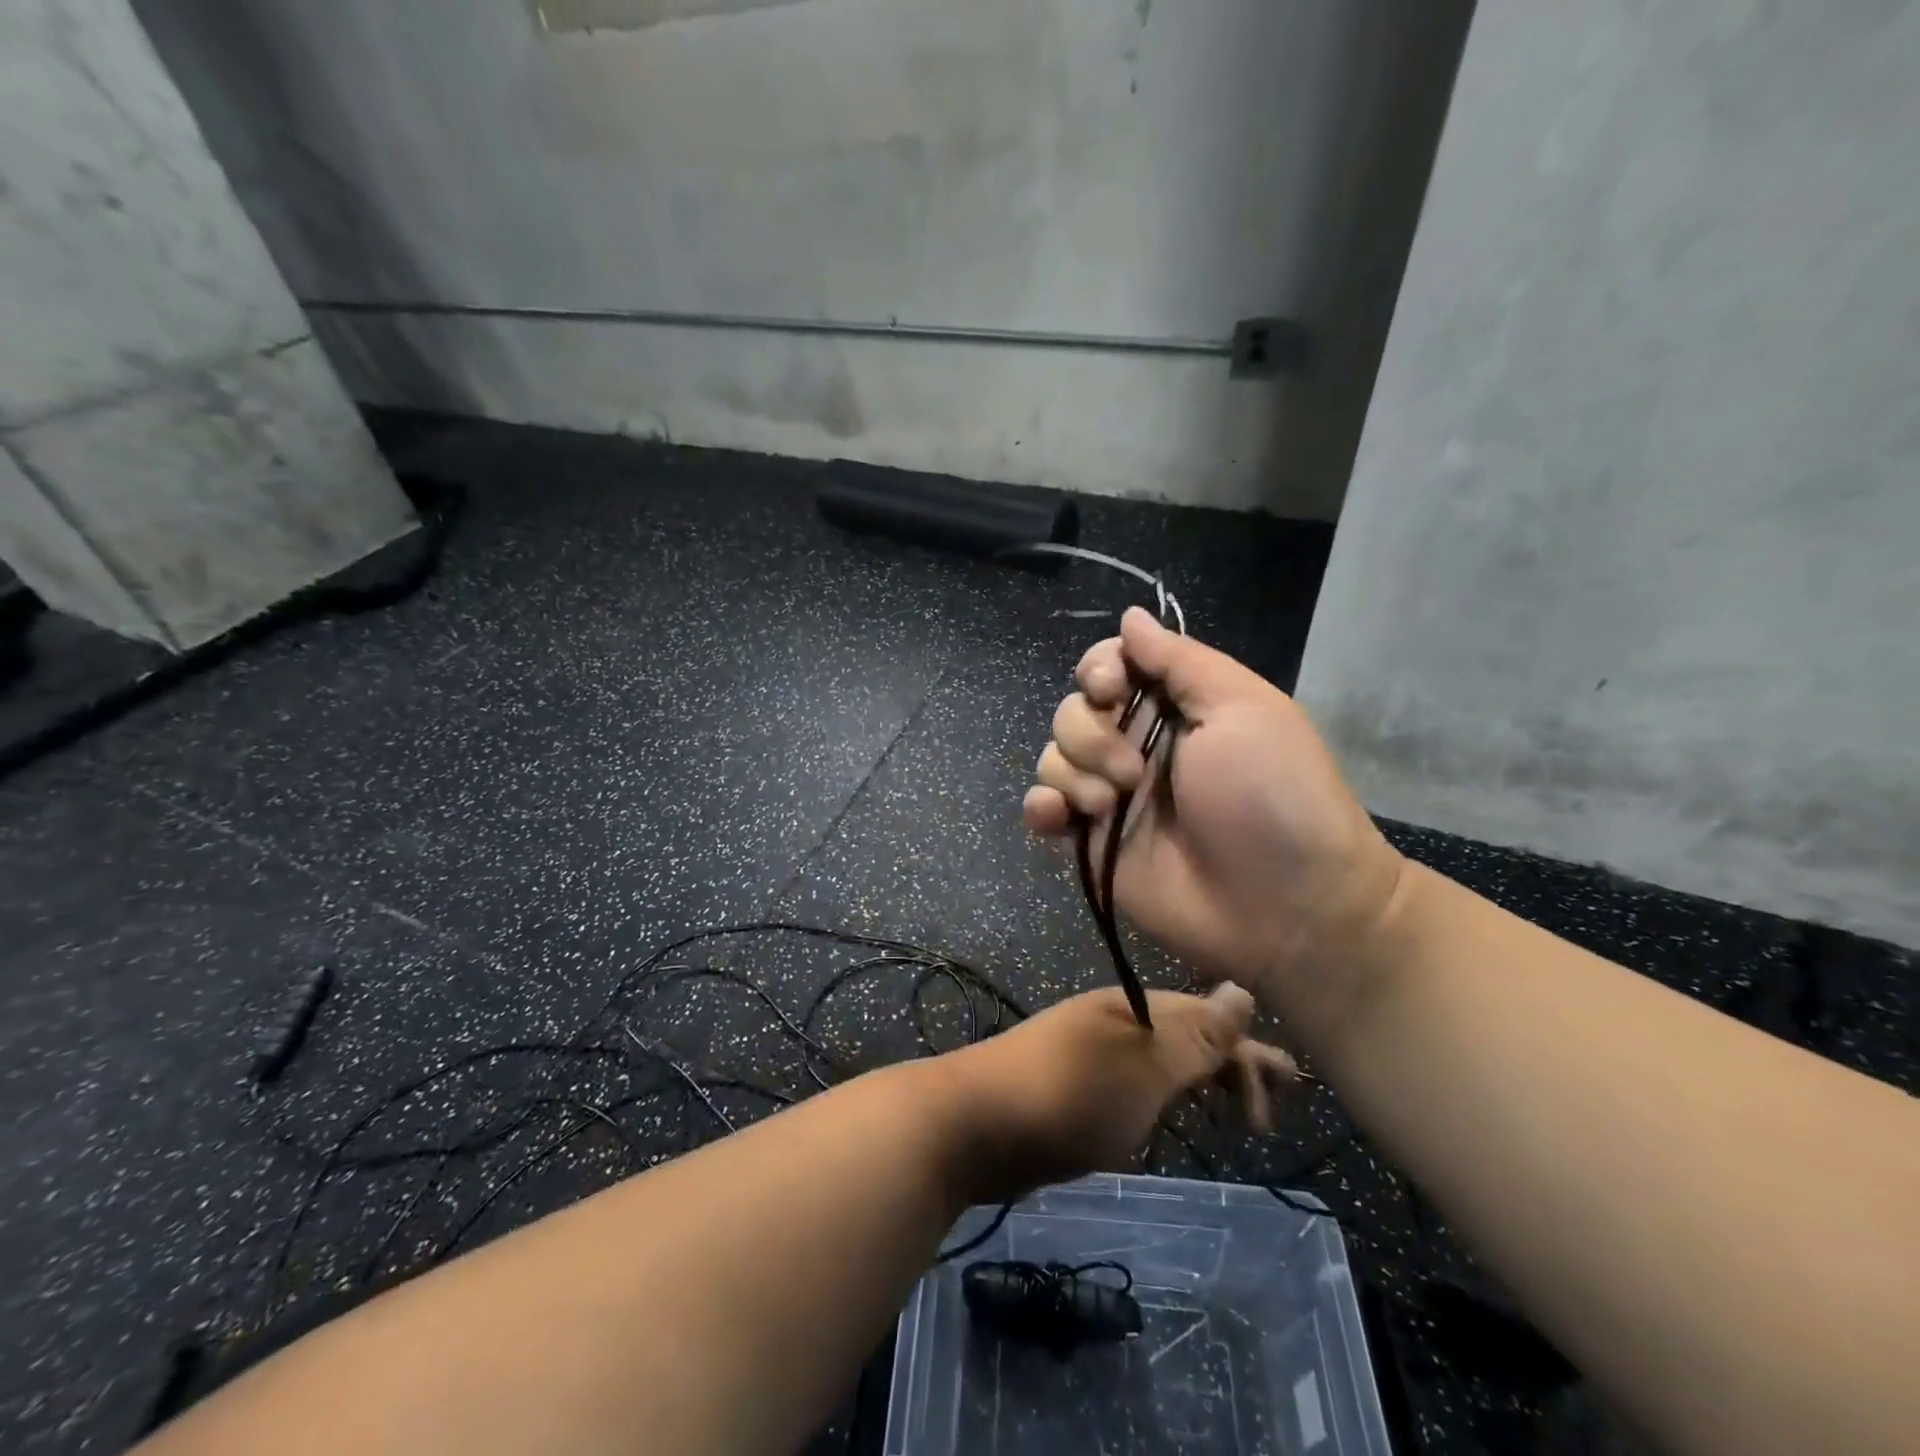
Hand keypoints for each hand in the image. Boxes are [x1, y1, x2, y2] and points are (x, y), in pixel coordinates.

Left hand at [934, 984, 1298, 1203]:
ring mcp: (1091, 1052)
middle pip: (1189, 1035)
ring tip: (1231, 1116)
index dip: (1251, 1053)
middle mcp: (1115, 1020)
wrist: (973, 1123)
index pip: (1210, 1019)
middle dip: (1232, 1068)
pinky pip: (1137, 1083)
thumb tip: (1243, 990)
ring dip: (1201, 1082)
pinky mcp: (1073, 1086)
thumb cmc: (1066, 1095)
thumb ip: (1195, 1037)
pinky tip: (1170, 1117)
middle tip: (1266, 1118)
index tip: (1290, 1095)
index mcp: (1134, 1007)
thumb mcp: (1143, 1069)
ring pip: (1163, 1060)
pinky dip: (1166, 1097)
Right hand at [1022, 608, 1404, 1034]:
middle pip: (1074, 709)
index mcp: (1175, 707)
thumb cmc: (1273, 796)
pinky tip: (1059, 817)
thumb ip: (1179, 661)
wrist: (1286, 906)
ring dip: (1077, 773)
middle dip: (1092, 734)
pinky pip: (1044, 808)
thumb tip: (1130, 616)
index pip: (1110, 665)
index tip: (1109, 689)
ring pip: (1054, 756)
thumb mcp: (1242, 708)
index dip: (1098, 669)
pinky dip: (1041, 806)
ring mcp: (1112, 796)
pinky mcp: (1092, 843)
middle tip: (1136, 772)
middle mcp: (1137, 744)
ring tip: (1115, 807)